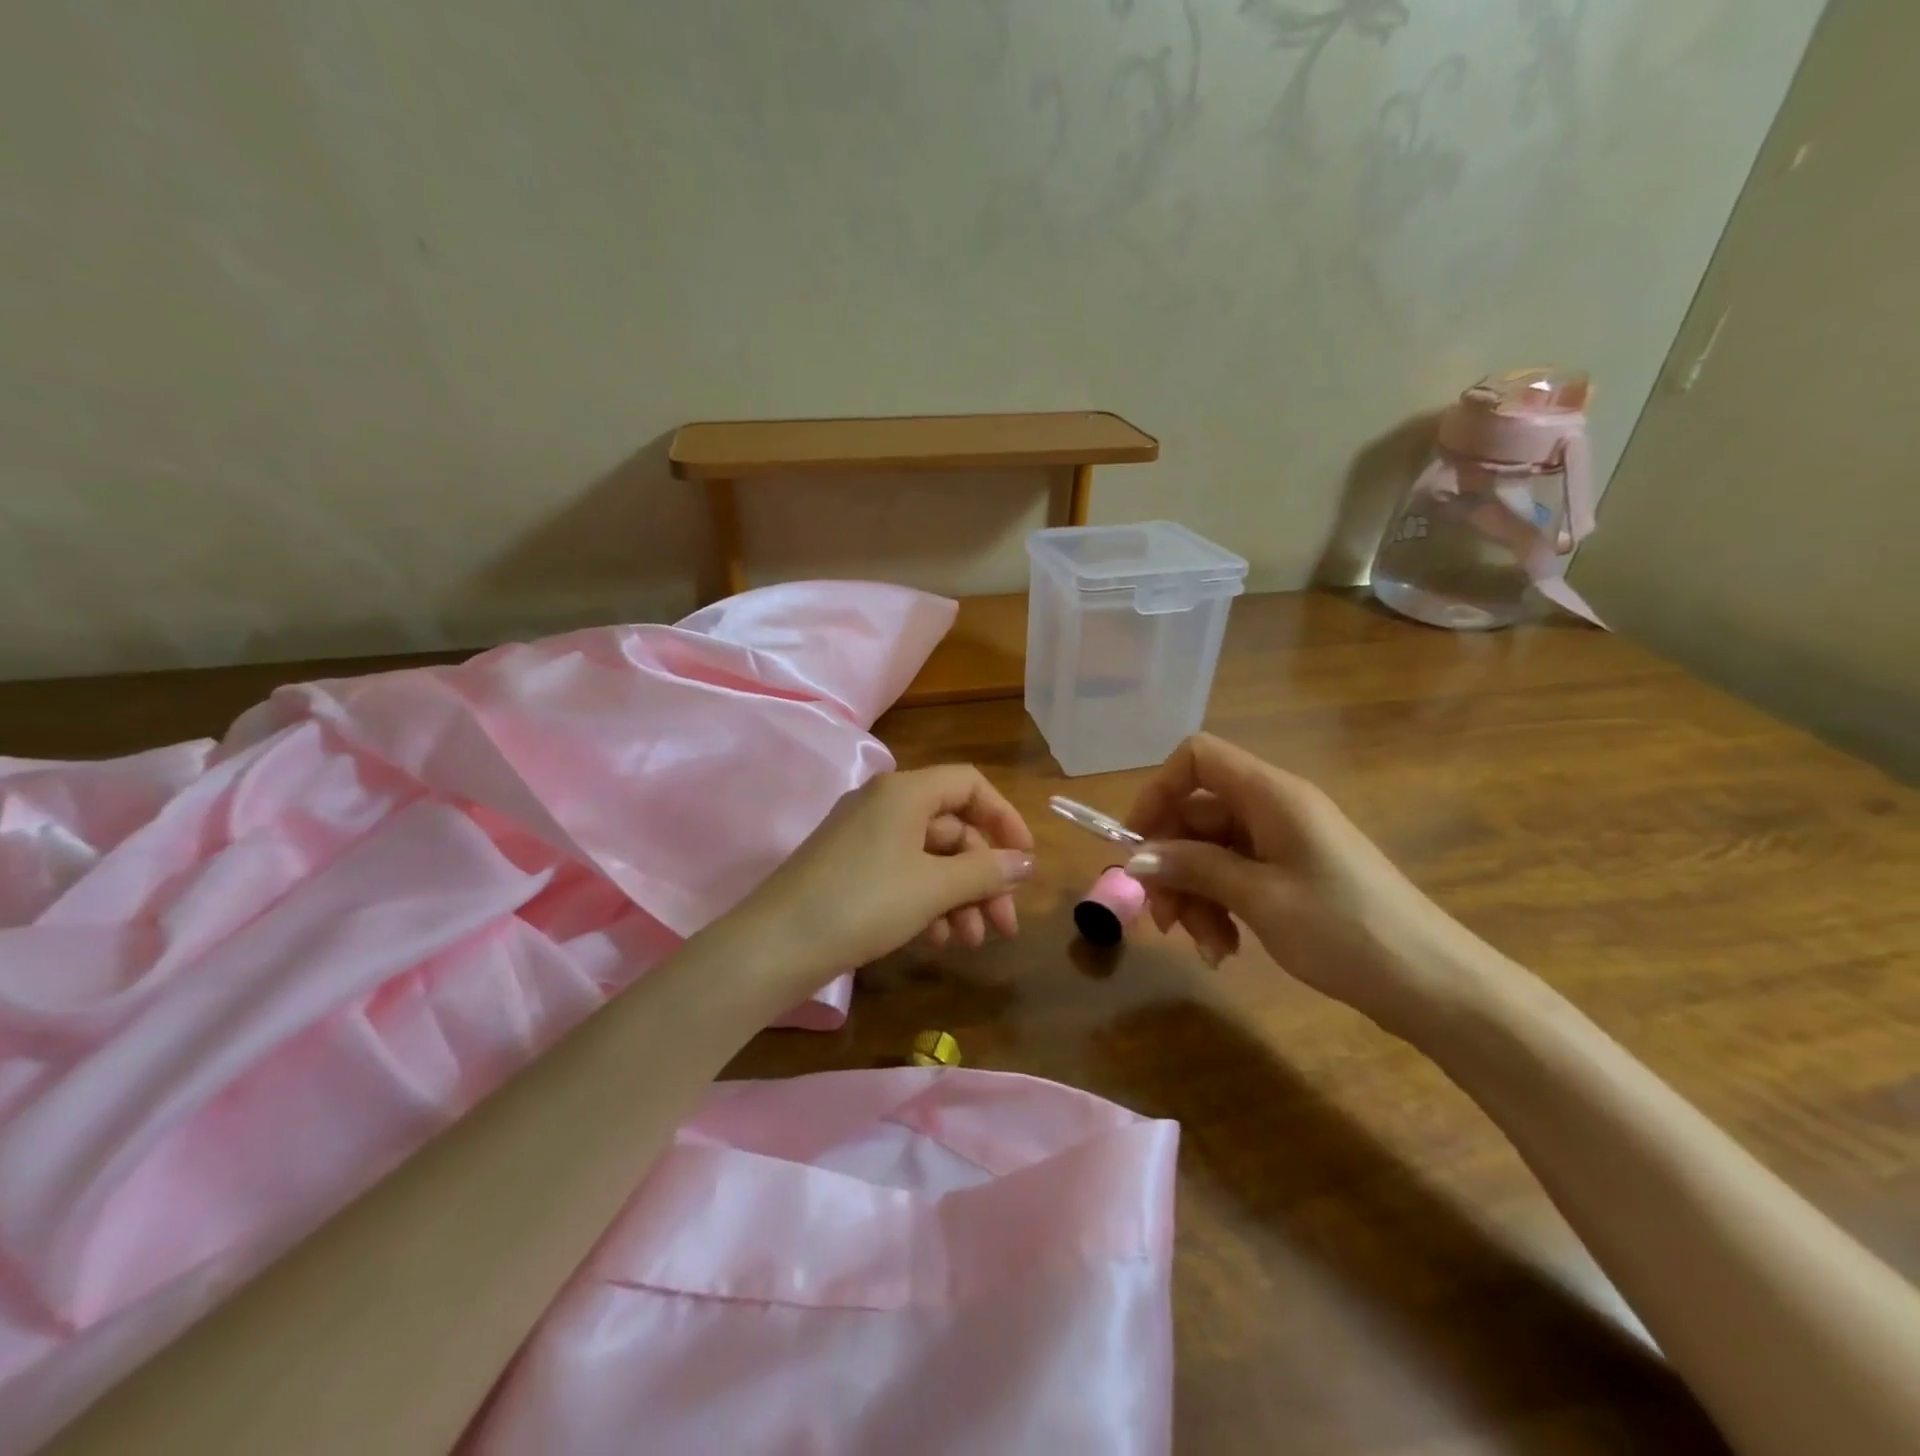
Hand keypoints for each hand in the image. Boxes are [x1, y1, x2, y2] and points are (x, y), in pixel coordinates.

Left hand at [723, 765, 1034, 1004]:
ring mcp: (863, 837)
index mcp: (905, 792)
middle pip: (953, 829)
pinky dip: (926, 902)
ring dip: (958, 897)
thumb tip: (1027, 862)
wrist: (774, 945)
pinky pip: (902, 874)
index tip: (1024, 861)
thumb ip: (986, 871)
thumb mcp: (933, 887)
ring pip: (929, 858)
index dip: (1004, 819)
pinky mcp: (849, 869)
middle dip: (983, 877)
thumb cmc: (863, 903)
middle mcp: (885, 804)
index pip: (970, 785)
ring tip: (971, 941)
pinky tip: (935, 939)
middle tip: (1004, 926)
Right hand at [1125, 734, 1488, 1029]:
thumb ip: (1194, 868)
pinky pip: (1237, 876)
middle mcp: (1275, 808)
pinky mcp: (1294, 875)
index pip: (1196, 757)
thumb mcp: (1259, 898)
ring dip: (1196, 896)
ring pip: (1212, 851)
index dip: (1159, 790)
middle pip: (1197, 814)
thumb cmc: (1345, 930)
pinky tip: (1226, 950)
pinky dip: (1222, 907)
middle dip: (1173, 864)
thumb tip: (1136, 858)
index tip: (1136, 843)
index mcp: (1271, 794)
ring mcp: (1286, 842)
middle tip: (1163, 919)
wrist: (1435, 986)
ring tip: (1206, 947)